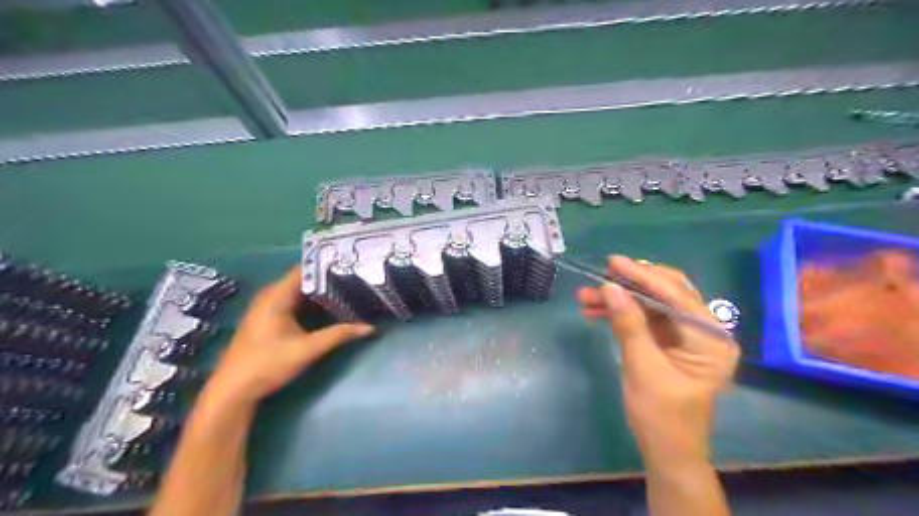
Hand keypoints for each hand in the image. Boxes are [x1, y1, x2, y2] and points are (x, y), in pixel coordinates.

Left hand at [203, 265, 373, 405]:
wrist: (233, 391)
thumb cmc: (268, 364)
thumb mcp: (307, 349)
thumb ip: (339, 335)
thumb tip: (370, 327)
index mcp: (277, 296)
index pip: (305, 269)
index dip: (328, 265)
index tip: (351, 265)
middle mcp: (271, 296)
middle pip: (304, 280)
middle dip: (329, 280)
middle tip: (356, 278)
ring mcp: (268, 307)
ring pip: (300, 292)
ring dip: (322, 293)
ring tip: (350, 290)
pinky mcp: (269, 319)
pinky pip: (295, 302)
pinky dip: (312, 303)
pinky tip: (330, 308)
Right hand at [575, 257, 740, 461]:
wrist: (666, 451)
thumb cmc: (662, 416)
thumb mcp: (643, 368)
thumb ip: (629, 325)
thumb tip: (610, 287)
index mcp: (711, 338)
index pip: (676, 296)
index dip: (643, 276)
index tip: (613, 262)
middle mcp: (703, 331)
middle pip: (665, 294)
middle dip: (629, 285)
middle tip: (600, 275)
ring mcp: (684, 336)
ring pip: (650, 305)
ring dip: (619, 300)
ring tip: (585, 298)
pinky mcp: (667, 342)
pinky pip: (643, 319)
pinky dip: (620, 314)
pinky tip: (595, 312)